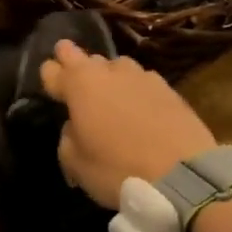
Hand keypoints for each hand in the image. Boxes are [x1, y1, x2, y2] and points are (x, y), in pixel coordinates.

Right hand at [39, 40, 215, 207]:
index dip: (49, 76)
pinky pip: (141, 82)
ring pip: (116, 66)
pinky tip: (137, 104)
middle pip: (84, 57)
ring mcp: (142, 76)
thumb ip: (68, 138)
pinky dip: (133, 90)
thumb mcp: (76, 164)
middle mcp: (109, 71)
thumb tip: (75, 127)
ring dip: (107, 75)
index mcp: (80, 85)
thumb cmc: (118, 168)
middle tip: (69, 67)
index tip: (49, 83)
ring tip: (108, 91)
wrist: (183, 175)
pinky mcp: (168, 89)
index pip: (52, 69)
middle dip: (73, 61)